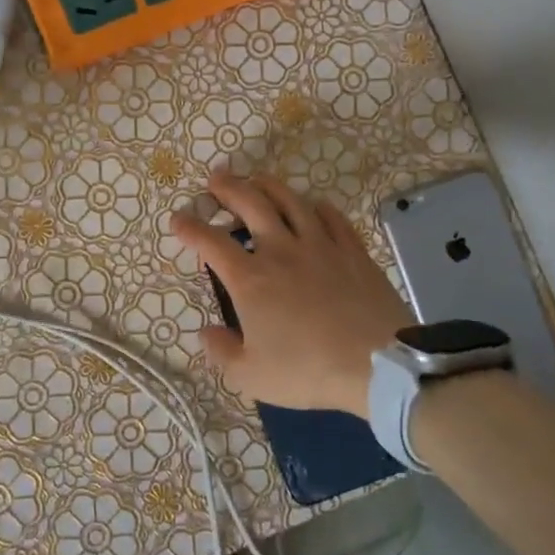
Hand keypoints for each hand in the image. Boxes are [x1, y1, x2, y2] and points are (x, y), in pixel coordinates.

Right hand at [169, 172, 412, 417]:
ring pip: (290, 201)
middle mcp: (281, 251)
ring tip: (257, 179)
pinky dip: (315, 206)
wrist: (377, 366)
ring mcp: (320, 245)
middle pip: (250, 204)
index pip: (210, 242)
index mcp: (250, 279)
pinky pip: (331, 216)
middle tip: (216, 179)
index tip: (178, 220)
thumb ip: (221, 351)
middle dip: (228, 187)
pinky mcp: (352, 251)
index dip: (189, 227)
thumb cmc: (307, 371)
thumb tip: (207, 331)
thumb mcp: (250, 375)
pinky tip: (311, 206)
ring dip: (268, 185)